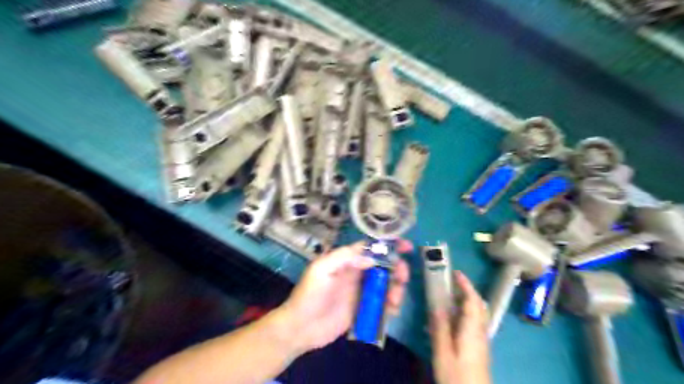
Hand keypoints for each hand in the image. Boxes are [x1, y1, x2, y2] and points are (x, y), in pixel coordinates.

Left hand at [276, 240, 410, 353]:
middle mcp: (357, 274)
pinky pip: (382, 304)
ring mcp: (361, 292)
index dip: (388, 245)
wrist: (300, 328)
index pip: (371, 248)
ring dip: (396, 288)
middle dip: (397, 268)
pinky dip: (391, 305)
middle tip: (403, 276)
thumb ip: (344, 257)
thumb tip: (371, 258)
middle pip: (383, 266)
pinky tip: (392, 310)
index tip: (406, 246)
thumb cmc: (309, 295)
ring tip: (395, 299)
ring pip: (386, 285)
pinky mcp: (363, 310)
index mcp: (347, 261)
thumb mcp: (322, 269)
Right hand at [428, 271, 488, 383]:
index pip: (473, 300)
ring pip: (478, 314)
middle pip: (479, 305)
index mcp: (472, 330)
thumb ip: (440, 328)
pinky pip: (474, 323)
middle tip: (452, 283)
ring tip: (450, 298)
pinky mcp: (479, 348)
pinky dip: (465, 313)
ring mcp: (482, 341)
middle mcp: (481, 332)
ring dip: (467, 301)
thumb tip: (437, 305)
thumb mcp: (443, 352)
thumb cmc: (457, 377)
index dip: (466, 285)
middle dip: (468, 291)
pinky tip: (451, 320)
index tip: (455, 273)